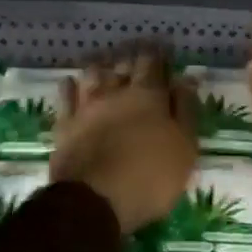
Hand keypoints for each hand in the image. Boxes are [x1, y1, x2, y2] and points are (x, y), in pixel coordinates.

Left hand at [49, 51, 197, 233]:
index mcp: (149, 96)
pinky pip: (65, 97)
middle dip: (130, 57)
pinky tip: (71, 82)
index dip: (157, 54)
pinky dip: (69, 87)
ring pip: (92, 75)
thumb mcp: (185, 147)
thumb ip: (186, 110)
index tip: (161, 50)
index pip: (153, 63)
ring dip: (100, 67)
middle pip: (122, 65)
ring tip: (105, 64)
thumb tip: (186, 79)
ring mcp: (86, 107)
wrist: (95, 201)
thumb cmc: (151, 176)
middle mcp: (116, 92)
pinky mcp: (65, 125)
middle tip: (135, 54)